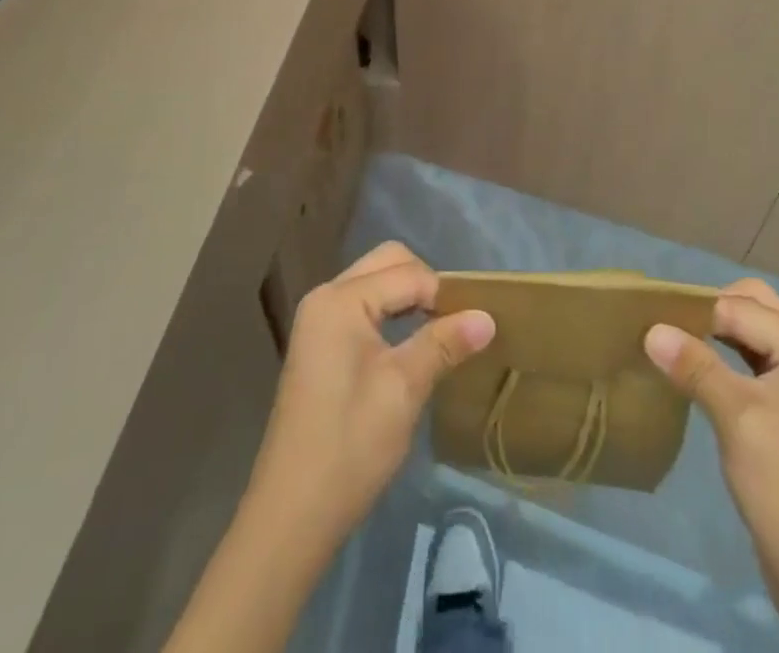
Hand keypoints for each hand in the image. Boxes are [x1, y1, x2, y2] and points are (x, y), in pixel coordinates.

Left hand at [244, 242, 495, 551]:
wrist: (291, 515)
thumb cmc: (350, 446)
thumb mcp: (404, 389)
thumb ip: (444, 344)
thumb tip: (487, 317)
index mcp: (341, 299)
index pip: (407, 273)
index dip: (444, 295)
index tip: (474, 326)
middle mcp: (325, 296)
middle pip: (388, 263)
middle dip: (426, 284)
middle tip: (455, 323)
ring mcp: (318, 320)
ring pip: (376, 282)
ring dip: (409, 297)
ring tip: (441, 333)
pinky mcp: (319, 343)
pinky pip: (364, 306)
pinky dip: (391, 313)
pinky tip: (411, 344)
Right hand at [645, 279, 778, 652]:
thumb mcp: (737, 421)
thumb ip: (695, 366)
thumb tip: (650, 328)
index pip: (745, 310)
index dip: (697, 310)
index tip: (650, 312)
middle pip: (756, 310)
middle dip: (710, 313)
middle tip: (665, 326)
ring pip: (757, 336)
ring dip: (717, 335)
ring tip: (673, 342)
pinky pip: (760, 364)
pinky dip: (729, 360)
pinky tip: (698, 370)